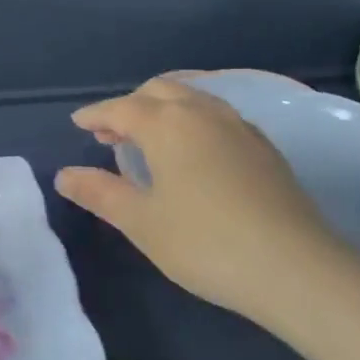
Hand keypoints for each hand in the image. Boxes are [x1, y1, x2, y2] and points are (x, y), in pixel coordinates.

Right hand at [54, 77, 353, 323]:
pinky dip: (192, 120)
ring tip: (149, 140)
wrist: (295, 267)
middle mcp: (203, 112)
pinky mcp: (264, 147)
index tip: (77, 123)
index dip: (96, 114)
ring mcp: (239, 126)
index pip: (121, 108)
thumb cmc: (204, 242)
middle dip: (129, 107)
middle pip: (159, 92)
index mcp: (167, 124)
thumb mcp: (141, 222)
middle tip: (110, 134)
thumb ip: (100, 193)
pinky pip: (217, 116)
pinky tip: (193, 152)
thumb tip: (64, 175)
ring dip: (163, 110)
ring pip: (192, 99)